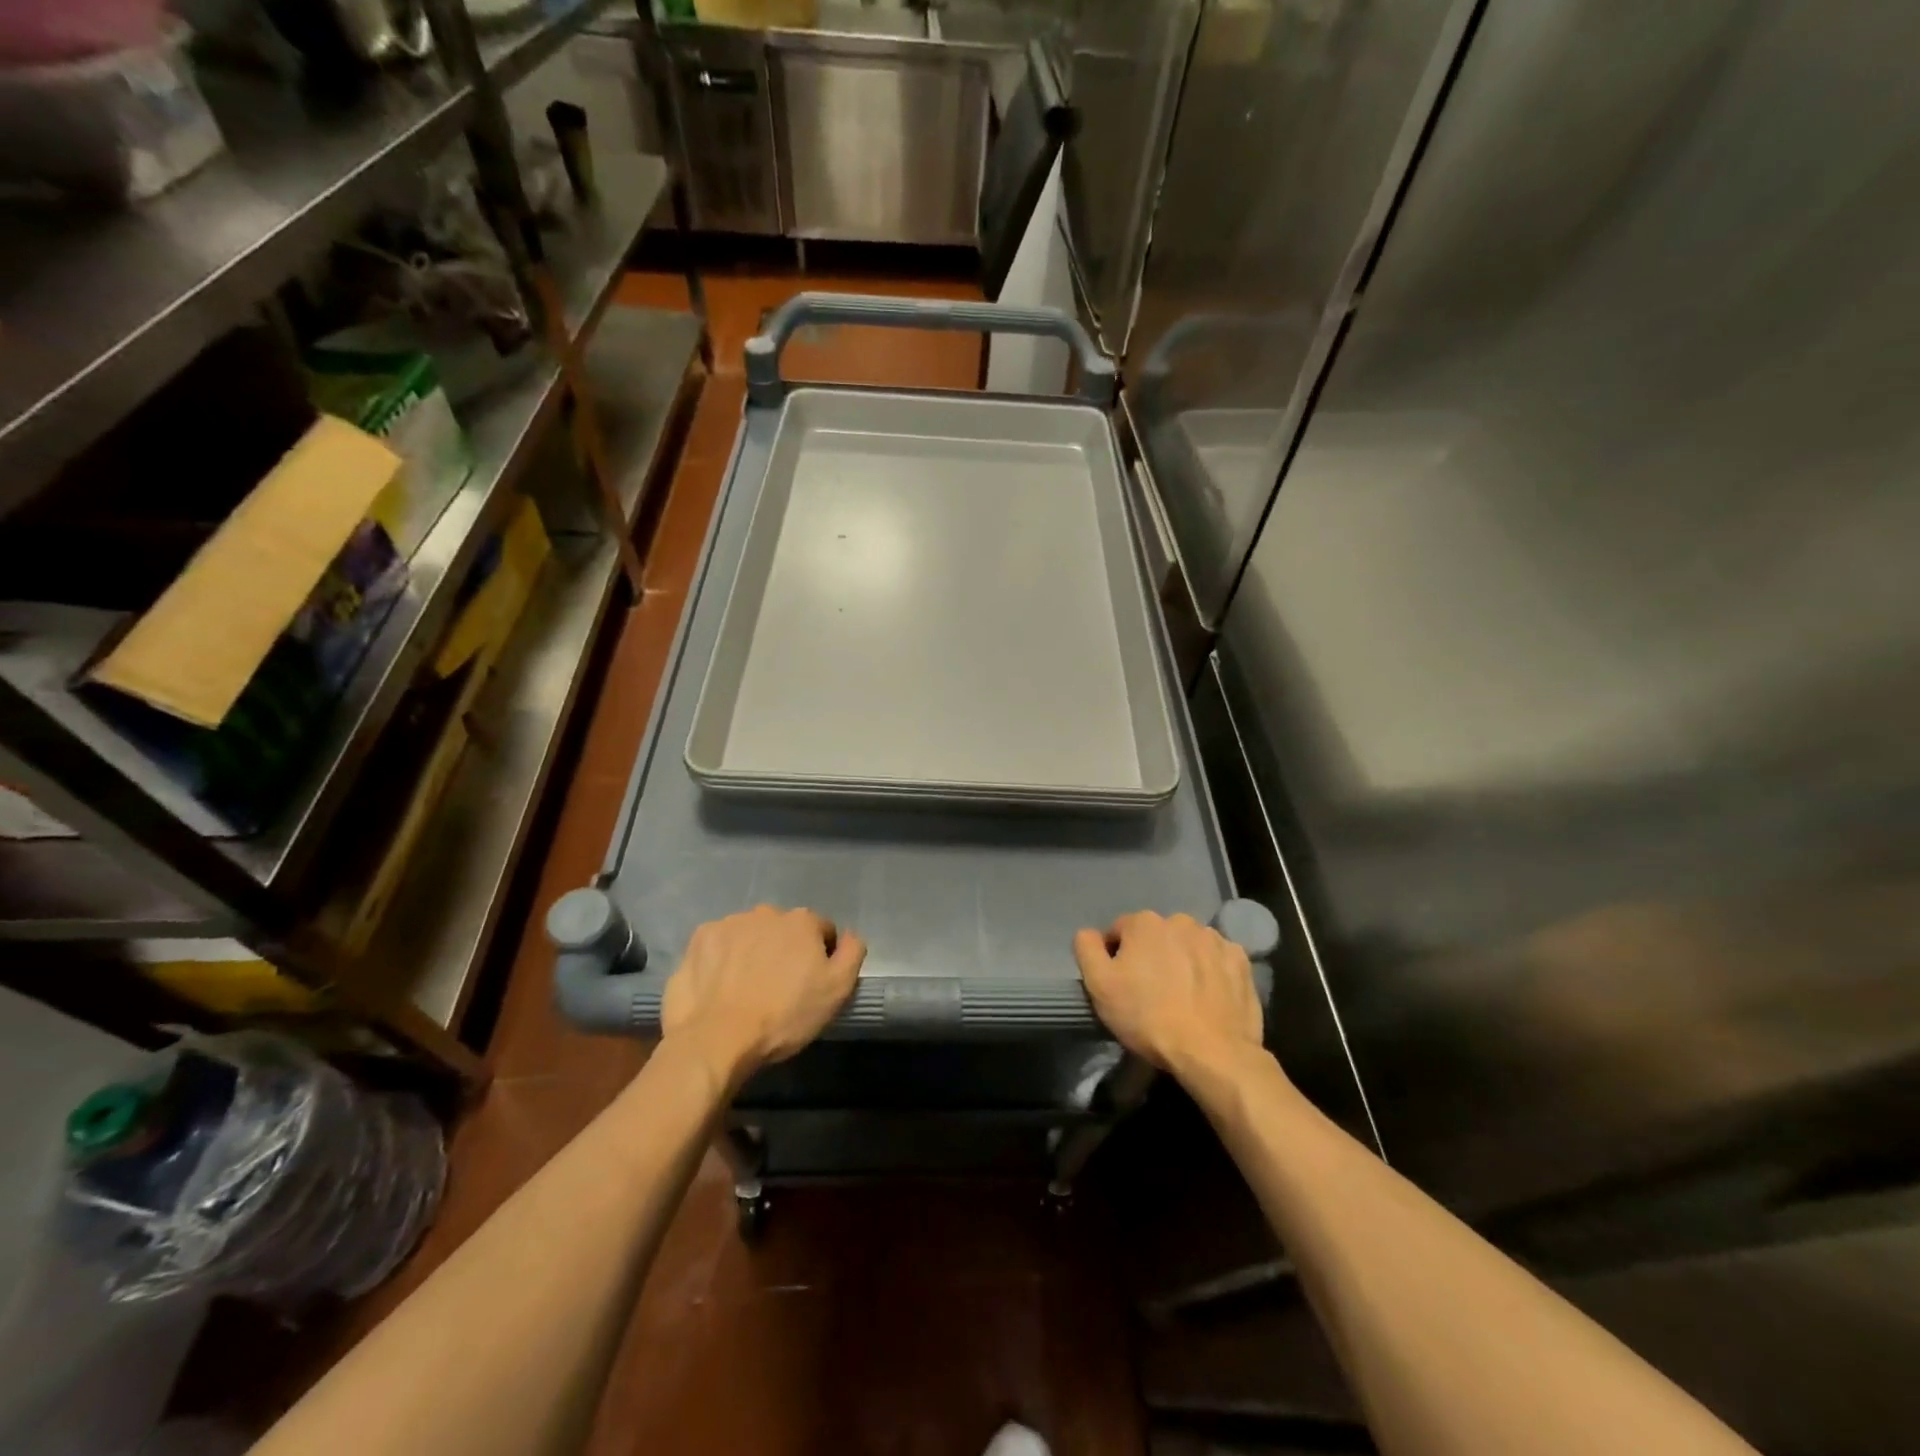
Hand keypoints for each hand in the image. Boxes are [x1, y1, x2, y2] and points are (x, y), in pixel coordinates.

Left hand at [661, 906, 864, 1086]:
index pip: (821, 930)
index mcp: (802, 921)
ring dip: (752, 952)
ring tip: (746, 988)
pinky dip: (722, 959)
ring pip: (750, 934)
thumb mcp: (837, 990)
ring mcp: (729, 923)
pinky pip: (718, 944)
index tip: (811, 983)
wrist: (717, 1039)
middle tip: (778, 987)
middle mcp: (766, 912)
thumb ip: (852, 953)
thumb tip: (850, 936)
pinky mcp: (698, 940)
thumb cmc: (784, 1016)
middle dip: (784, 950)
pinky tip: (720, 985)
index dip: (821, 956)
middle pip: (783, 930)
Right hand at [1074, 911, 1263, 1076]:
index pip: (1119, 932)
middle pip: (1155, 937)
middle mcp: (1180, 921)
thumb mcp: (1099, 985)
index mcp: (1144, 923)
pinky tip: (1206, 998)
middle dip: (1151, 957)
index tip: (1121, 986)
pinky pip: (1216, 960)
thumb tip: (1089, 933)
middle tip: (1151, 993)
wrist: (1212, 1052)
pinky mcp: (1240, 961)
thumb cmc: (1148, 1017)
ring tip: (1181, 998)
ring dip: (1181, 962)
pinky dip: (1210, 972)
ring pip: (1187, 946)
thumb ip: (1087, 949)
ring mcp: (1214, 939)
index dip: (1115, 958)